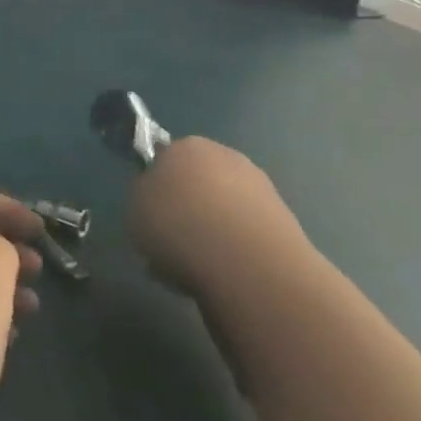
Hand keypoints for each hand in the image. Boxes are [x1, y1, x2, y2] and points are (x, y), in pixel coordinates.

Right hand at [127, 137, 311, 301]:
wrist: (247, 264)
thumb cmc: (178, 224)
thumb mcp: (134, 206)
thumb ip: (144, 195)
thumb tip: (158, 199)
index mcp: (186, 146)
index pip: (164, 158)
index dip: (155, 185)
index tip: (149, 210)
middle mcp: (227, 158)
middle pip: (198, 182)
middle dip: (186, 207)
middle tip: (170, 238)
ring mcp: (262, 190)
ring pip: (222, 210)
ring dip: (210, 231)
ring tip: (194, 265)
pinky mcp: (286, 224)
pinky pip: (244, 235)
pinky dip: (233, 251)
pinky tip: (221, 275)